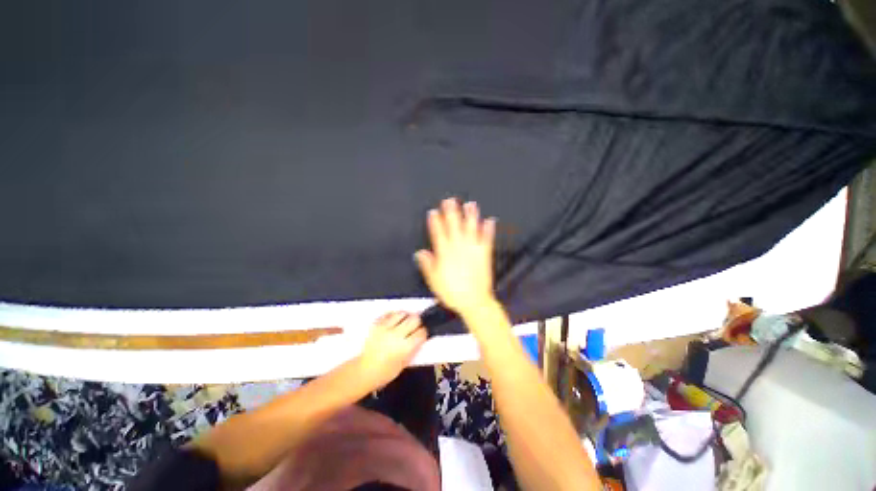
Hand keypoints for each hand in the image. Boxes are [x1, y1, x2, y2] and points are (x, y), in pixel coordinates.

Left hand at [359, 312, 427, 388]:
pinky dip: (393, 315)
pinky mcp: (377, 325)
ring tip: (405, 321)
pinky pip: (389, 314)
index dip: (424, 332)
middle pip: (414, 319)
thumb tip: (420, 340)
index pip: (421, 332)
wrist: (363, 371)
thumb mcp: (403, 364)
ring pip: (402, 313)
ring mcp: (386, 328)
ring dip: (406, 316)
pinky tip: (394, 320)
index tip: (422, 333)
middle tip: (416, 325)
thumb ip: (413, 350)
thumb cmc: (384, 372)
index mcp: (405, 347)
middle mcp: (397, 335)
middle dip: (418, 321)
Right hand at [415, 198, 496, 315]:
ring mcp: (473, 250)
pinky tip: (490, 221)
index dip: (435, 222)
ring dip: (470, 216)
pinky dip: (488, 230)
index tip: (433, 212)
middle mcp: (459, 249)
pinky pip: (487, 239)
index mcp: (445, 254)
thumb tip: (421, 253)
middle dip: (451, 213)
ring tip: (470, 205)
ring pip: (471, 229)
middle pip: (454, 227)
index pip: (438, 234)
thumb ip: (427, 265)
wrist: (474, 301)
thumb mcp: (434, 281)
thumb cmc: (453, 292)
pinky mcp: (484, 255)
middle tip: (450, 201)